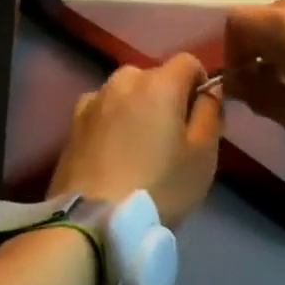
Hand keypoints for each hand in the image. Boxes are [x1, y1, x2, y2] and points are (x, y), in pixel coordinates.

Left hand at [47, 53, 222, 227]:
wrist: (94, 222)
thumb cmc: (159, 187)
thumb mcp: (203, 154)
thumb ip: (211, 112)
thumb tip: (210, 90)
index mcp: (160, 82)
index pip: (188, 62)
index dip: (200, 84)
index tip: (200, 118)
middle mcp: (125, 79)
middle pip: (156, 77)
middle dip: (167, 98)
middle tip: (171, 140)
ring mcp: (95, 99)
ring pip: (127, 93)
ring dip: (137, 109)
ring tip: (138, 149)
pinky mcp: (73, 122)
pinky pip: (103, 110)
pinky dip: (112, 122)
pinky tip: (112, 154)